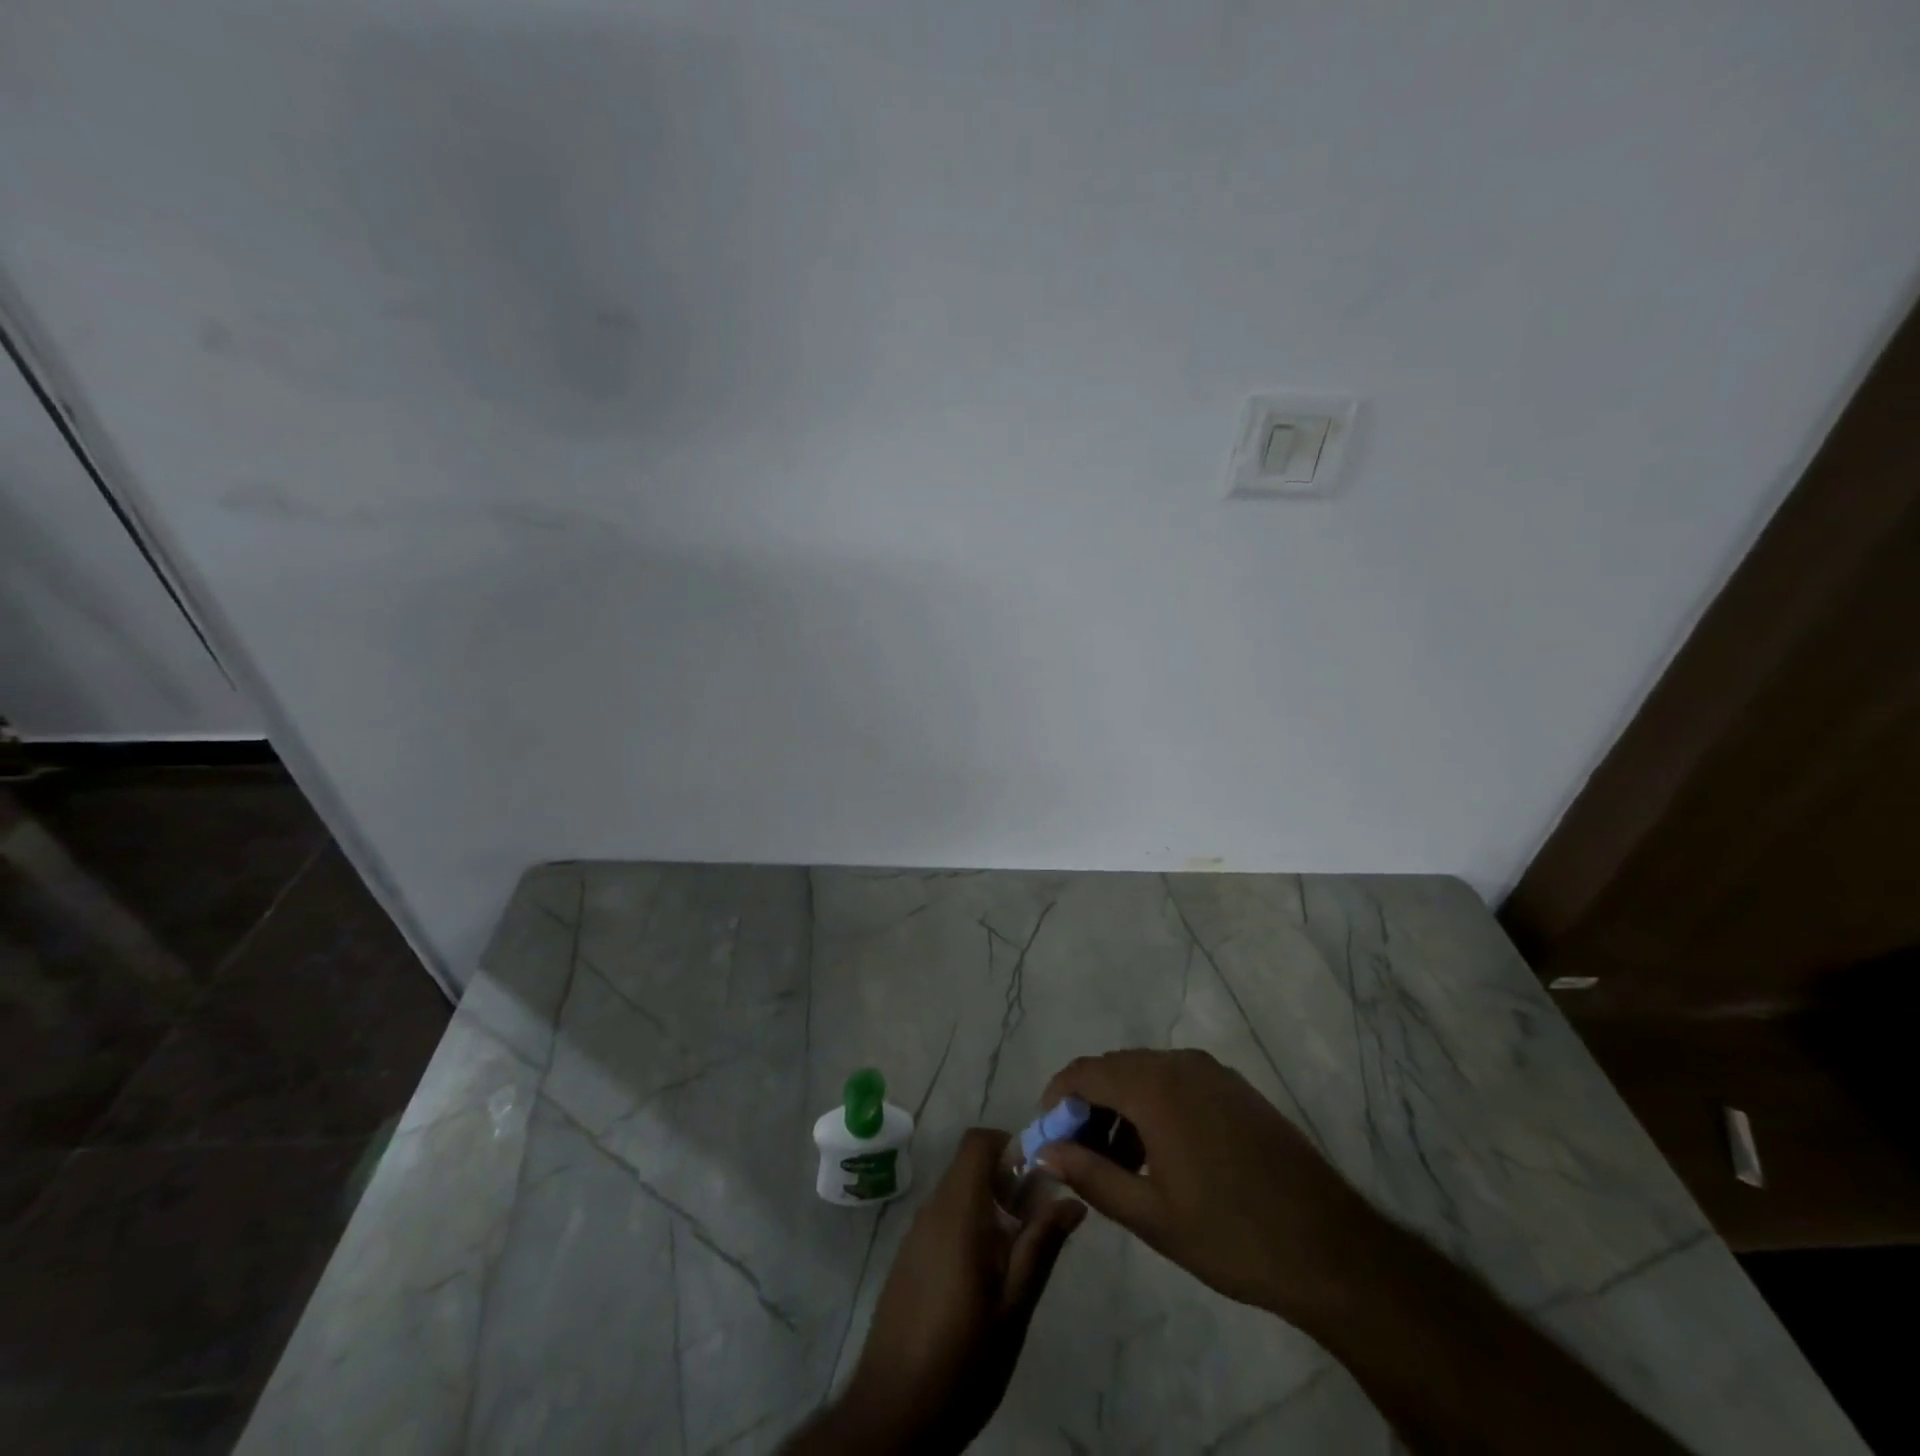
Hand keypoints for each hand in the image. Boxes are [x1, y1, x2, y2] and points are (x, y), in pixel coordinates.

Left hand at [794, 1128, 1084, 1455]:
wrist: (892, 1414)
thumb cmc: (962, 1360)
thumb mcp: (1014, 1308)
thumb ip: (1041, 1246)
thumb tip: (1072, 1199)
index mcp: (958, 1212)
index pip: (978, 1142)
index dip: (1011, 1146)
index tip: (1039, 1179)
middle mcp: (932, 1211)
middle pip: (970, 1166)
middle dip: (1007, 1181)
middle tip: (1036, 1225)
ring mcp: (915, 1234)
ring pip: (958, 1193)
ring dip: (990, 1207)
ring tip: (1016, 1257)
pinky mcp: (907, 1258)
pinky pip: (943, 1220)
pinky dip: (969, 1227)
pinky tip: (983, 1279)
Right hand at [1037, 1048, 1378, 1324]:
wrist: (1330, 1247)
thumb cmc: (1231, 1234)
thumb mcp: (1151, 1216)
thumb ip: (1091, 1176)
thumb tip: (1046, 1152)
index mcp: (1154, 1087)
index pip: (1084, 1072)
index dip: (1056, 1098)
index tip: (1046, 1136)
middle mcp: (1179, 1064)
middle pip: (1113, 1069)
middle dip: (1087, 1106)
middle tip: (1078, 1156)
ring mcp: (1212, 1072)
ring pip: (1145, 1074)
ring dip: (1120, 1107)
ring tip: (1117, 1163)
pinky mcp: (1235, 1088)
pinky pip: (1176, 1081)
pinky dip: (1153, 1106)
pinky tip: (1159, 1154)